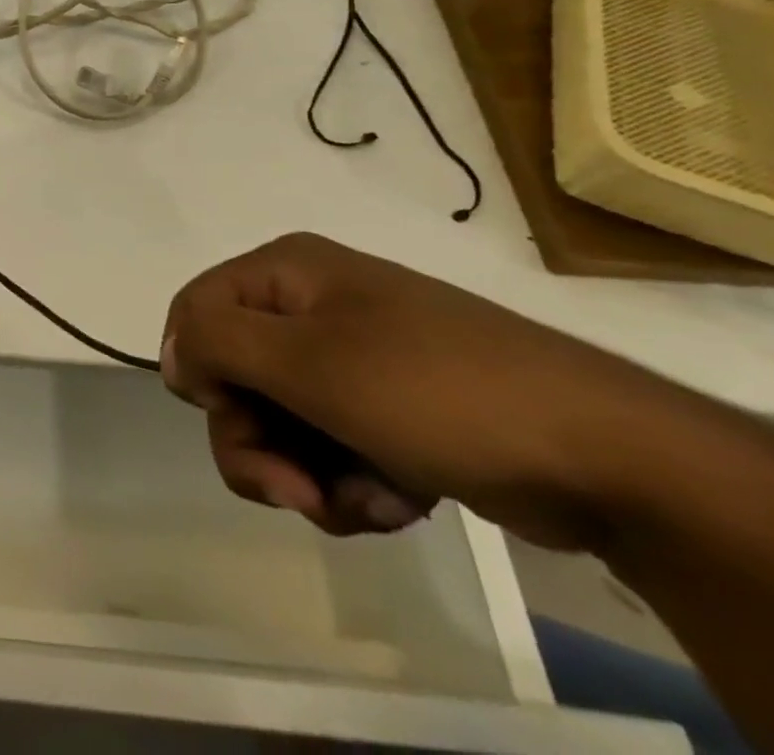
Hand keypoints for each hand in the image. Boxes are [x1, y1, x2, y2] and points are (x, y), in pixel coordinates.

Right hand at [161, 232, 685, 548]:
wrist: (604, 455)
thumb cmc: (434, 390)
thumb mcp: (308, 362)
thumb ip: (216, 342)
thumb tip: (169, 354)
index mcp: (286, 273)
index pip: (194, 314)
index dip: (201, 375)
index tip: (237, 419)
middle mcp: (311, 305)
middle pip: (234, 377)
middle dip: (260, 445)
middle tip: (301, 491)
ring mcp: (353, 357)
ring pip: (281, 422)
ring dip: (308, 474)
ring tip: (366, 500)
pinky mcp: (389, 408)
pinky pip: (332, 446)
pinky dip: (351, 483)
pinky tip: (397, 499)